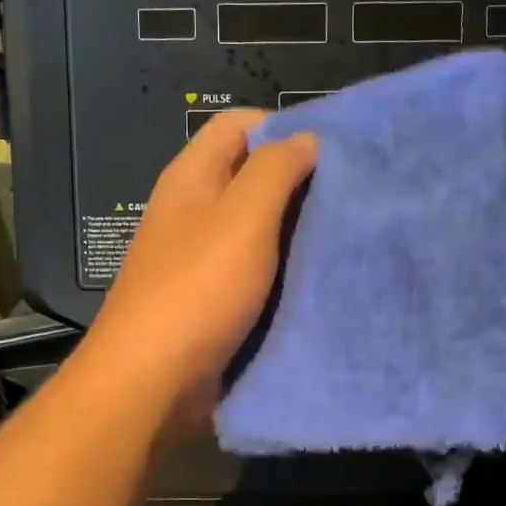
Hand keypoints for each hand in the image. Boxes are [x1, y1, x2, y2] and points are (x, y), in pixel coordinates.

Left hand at [81, 111, 316, 430]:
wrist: (152, 381)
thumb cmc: (198, 288)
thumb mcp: (243, 216)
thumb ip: (276, 168)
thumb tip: (307, 138)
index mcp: (192, 176)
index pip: (240, 124)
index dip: (286, 126)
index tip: (335, 150)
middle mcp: (194, 209)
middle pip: (251, 175)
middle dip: (299, 180)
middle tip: (353, 195)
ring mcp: (201, 256)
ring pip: (258, 226)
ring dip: (296, 228)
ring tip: (346, 233)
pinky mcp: (213, 298)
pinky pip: (255, 269)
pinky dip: (284, 267)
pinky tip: (319, 275)